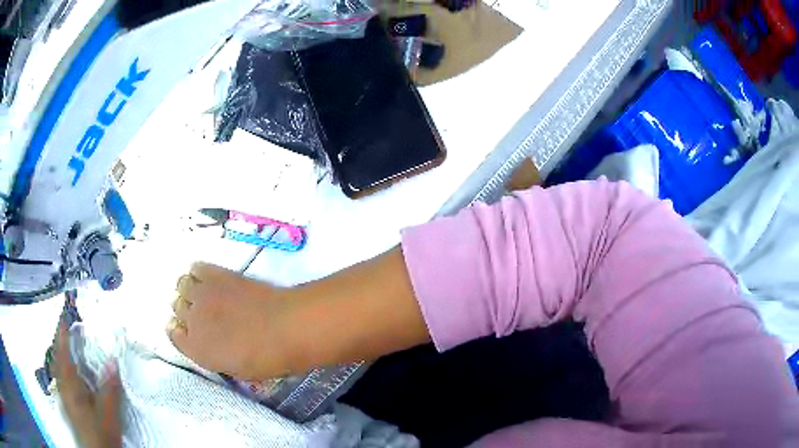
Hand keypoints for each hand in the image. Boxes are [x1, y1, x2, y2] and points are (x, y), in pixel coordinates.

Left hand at [54, 324, 121, 447]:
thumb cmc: (101, 430)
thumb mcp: (108, 411)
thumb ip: (110, 386)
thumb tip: (113, 360)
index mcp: (70, 382)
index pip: (63, 351)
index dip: (63, 332)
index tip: (64, 316)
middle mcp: (63, 384)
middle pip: (57, 357)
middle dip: (59, 341)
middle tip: (64, 328)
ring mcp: (63, 394)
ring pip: (57, 367)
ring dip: (59, 353)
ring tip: (63, 344)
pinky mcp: (67, 403)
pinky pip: (60, 377)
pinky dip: (61, 367)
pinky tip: (66, 372)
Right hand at [168, 263, 296, 379]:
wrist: (285, 328)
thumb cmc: (267, 359)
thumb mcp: (237, 369)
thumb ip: (215, 355)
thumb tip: (211, 344)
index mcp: (196, 350)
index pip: (174, 335)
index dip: (180, 331)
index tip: (188, 330)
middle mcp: (192, 320)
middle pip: (177, 307)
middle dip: (186, 310)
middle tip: (202, 312)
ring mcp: (202, 294)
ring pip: (182, 285)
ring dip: (189, 289)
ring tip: (204, 294)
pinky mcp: (216, 274)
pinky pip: (196, 268)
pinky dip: (199, 272)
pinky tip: (210, 278)